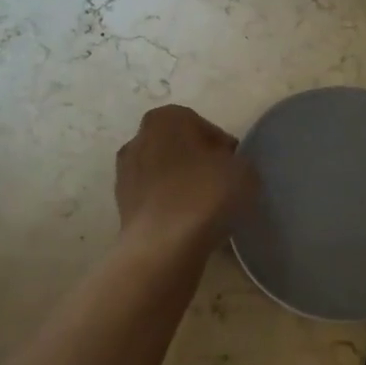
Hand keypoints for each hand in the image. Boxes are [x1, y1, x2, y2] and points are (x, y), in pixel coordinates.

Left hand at [115, 105, 255, 253]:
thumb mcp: (244, 171)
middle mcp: (139, 138)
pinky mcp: (121, 205)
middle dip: (199, 165)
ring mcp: (125, 173)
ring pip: (166, 175)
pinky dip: (170, 208)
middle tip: (222, 188)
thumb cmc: (205, 196)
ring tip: (206, 210)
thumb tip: (226, 169)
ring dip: (183, 187)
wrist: (163, 246)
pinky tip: (188, 225)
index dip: (224, 150)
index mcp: (167, 119)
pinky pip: (156, 200)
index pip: (205, 128)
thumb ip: (238, 162)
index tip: (235, 170)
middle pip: (180, 149)